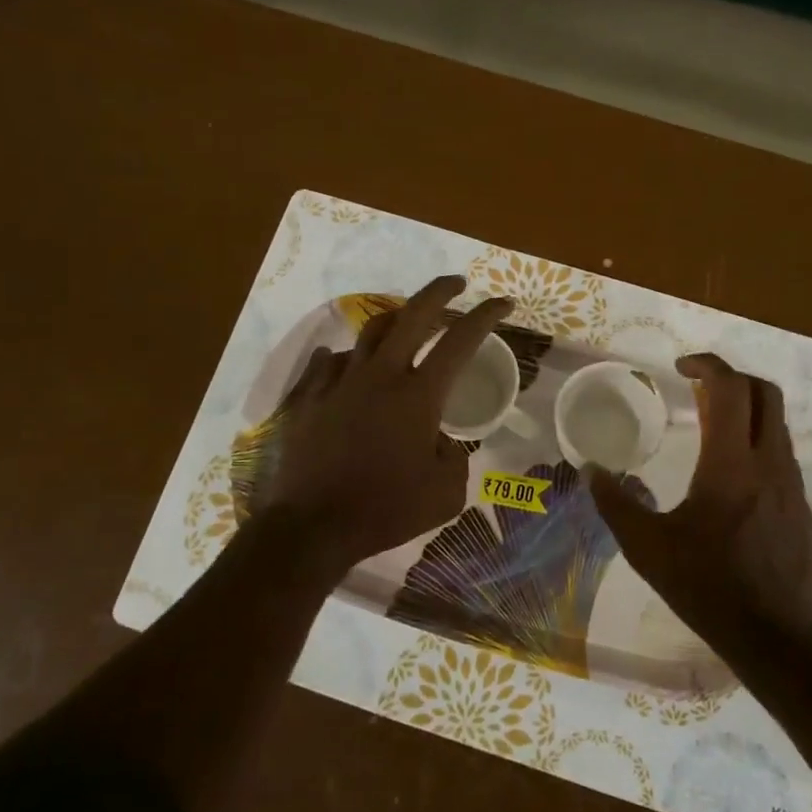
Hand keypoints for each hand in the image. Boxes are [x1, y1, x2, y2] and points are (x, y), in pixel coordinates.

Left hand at [259, 276, 511, 577]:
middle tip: (456, 284)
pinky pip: (328, 362)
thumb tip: (441, 442)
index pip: (460, 341)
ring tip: (405, 323)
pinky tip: (348, 365)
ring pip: (369, 332)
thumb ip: (454, 459)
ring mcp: (339, 382)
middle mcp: (380, 375)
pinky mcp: (309, 397)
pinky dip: (346, 358)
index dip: (486, 316)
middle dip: (439, 292)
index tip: (502, 303)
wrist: (311, 527)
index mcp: (418, 395)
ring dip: (394, 320)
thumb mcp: (445, 494)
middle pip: (413, 315)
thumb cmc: (385, 510)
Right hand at [589, 354, 811, 636]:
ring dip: (745, 409)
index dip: (706, 364)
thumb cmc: (707, 586)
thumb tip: (589, 471)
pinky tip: (730, 472)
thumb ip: (615, 503)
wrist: (775, 637)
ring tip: (709, 426)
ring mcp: (791, 484)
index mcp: (731, 463)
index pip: (730, 388)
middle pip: (764, 393)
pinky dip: (755, 440)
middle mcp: (769, 462)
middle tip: (697, 388)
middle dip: (731, 378)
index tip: (680, 367)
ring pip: (776, 422)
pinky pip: (780, 453)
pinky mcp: (800, 505)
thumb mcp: (648, 547)